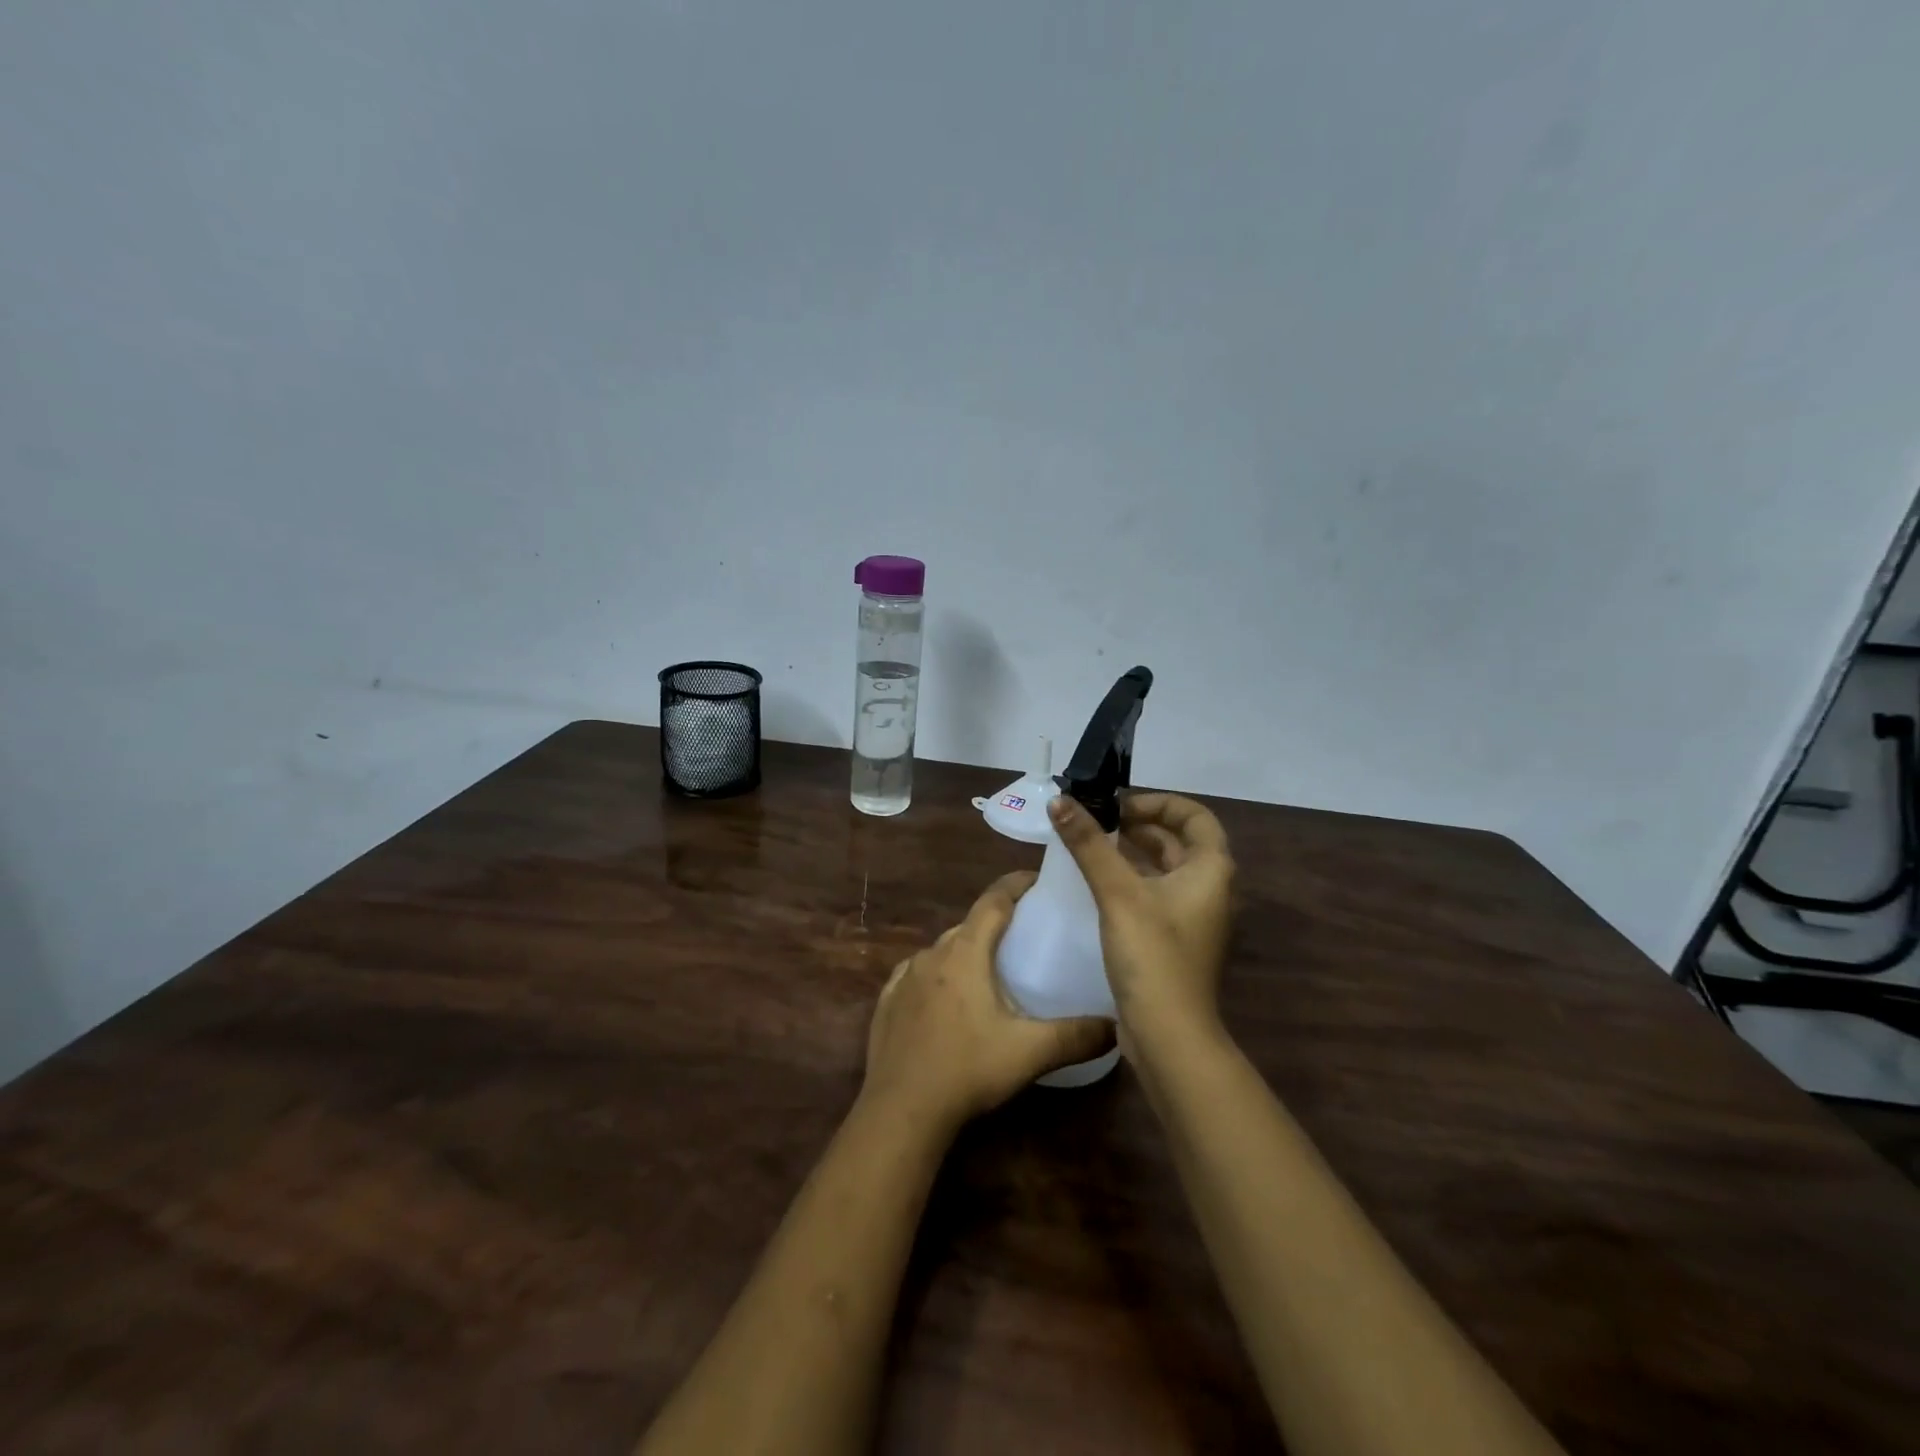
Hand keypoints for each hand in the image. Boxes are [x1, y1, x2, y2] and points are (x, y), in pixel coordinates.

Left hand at [862, 871, 1115, 1131]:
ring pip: (942, 952)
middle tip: (1023, 937)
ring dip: (965, 953)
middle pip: (968, 926)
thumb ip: (1076, 1036)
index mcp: (965, 952)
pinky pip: (917, 976)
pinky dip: (937, 978)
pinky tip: (946, 1000)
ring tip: (989, 973)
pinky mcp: (887, 1002)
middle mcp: (932, 954)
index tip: (1037, 880)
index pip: (993, 901)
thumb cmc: (967, 1069)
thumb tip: (1117, 1026)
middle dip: (994, 924)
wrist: (901, 1109)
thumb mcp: (1029, 1052)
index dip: (1016, 885)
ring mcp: (904, 977)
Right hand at [1047, 791, 1235, 1034]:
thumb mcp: (1118, 893)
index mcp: (1211, 870)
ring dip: (1133, 853)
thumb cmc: (1152, 955)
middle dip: (1138, 825)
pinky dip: (1132, 881)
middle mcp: (1210, 889)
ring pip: (1165, 869)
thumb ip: (1088, 845)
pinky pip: (1156, 895)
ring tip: (1092, 847)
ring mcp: (1194, 917)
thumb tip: (1060, 800)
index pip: (1194, 815)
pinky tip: (1098, 886)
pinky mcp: (1176, 941)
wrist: (1169, 1035)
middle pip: (1178, 841)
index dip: (1157, 802)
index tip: (1117, 805)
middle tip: (1095, 821)